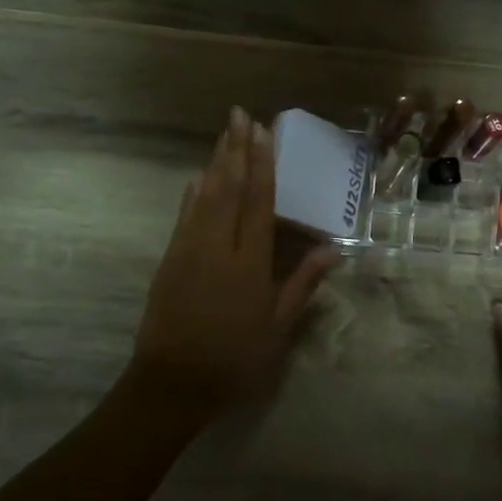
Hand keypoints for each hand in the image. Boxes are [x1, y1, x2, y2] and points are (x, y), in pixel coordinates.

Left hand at [130, 107, 336, 425]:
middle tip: (239, 115)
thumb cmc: (234, 360)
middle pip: (228, 188)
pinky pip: (183, 217)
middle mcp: (217, 247)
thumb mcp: (277, 329)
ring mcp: (188, 250)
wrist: (171, 384)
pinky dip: (192, 194)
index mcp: (249, 263)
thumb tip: (332, 249)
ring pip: (203, 196)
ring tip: (224, 134)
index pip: (258, 202)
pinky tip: (197, 178)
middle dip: (235, 149)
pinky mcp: (169, 260)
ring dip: (215, 162)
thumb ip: (301, 285)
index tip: (262, 132)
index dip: (261, 164)